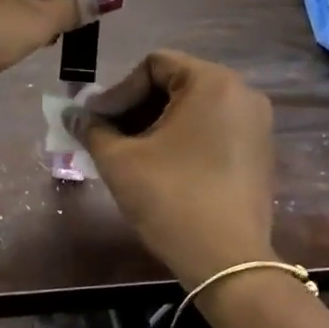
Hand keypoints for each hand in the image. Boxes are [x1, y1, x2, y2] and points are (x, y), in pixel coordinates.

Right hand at [65, 50, 275, 284]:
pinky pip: (212, 129)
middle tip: (106, 136)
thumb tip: (70, 115)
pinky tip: (158, 166)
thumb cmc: (172, 199)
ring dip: (154, 124)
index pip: (153, 66)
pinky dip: (181, 139)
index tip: (97, 122)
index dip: (118, 91)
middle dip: (134, 108)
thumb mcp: (120, 161)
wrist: (227, 261)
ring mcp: (256, 125)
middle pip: (174, 84)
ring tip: (127, 153)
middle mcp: (242, 94)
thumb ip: (92, 130)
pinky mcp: (258, 153)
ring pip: (192, 109)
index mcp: (213, 83)